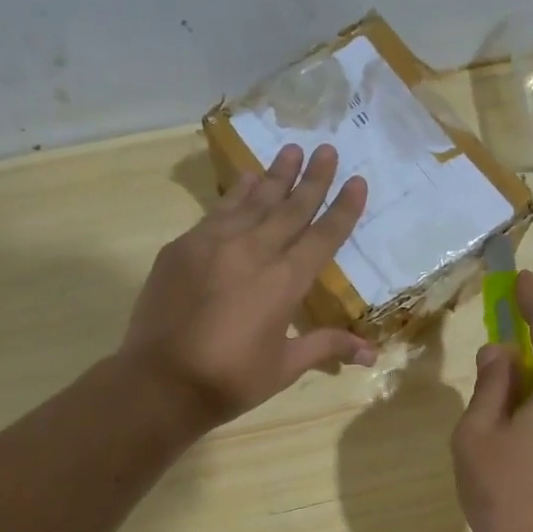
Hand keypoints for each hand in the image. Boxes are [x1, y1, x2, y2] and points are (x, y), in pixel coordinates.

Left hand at [122, 143, 373, 428]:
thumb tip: (372, 354)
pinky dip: (237, 194)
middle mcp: (253, 252)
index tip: (357, 181)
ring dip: (275, 176)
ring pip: (253, 201)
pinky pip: (218, 212)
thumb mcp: (284, 367)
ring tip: (291, 150)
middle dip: (312, 179)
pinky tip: (247, 181)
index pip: (322, 237)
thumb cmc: (230, 380)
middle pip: (290, 208)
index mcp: (284, 283)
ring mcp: (213, 244)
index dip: (342, 209)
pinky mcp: (183, 247)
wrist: (160, 382)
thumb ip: (326, 346)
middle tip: (327, 149)